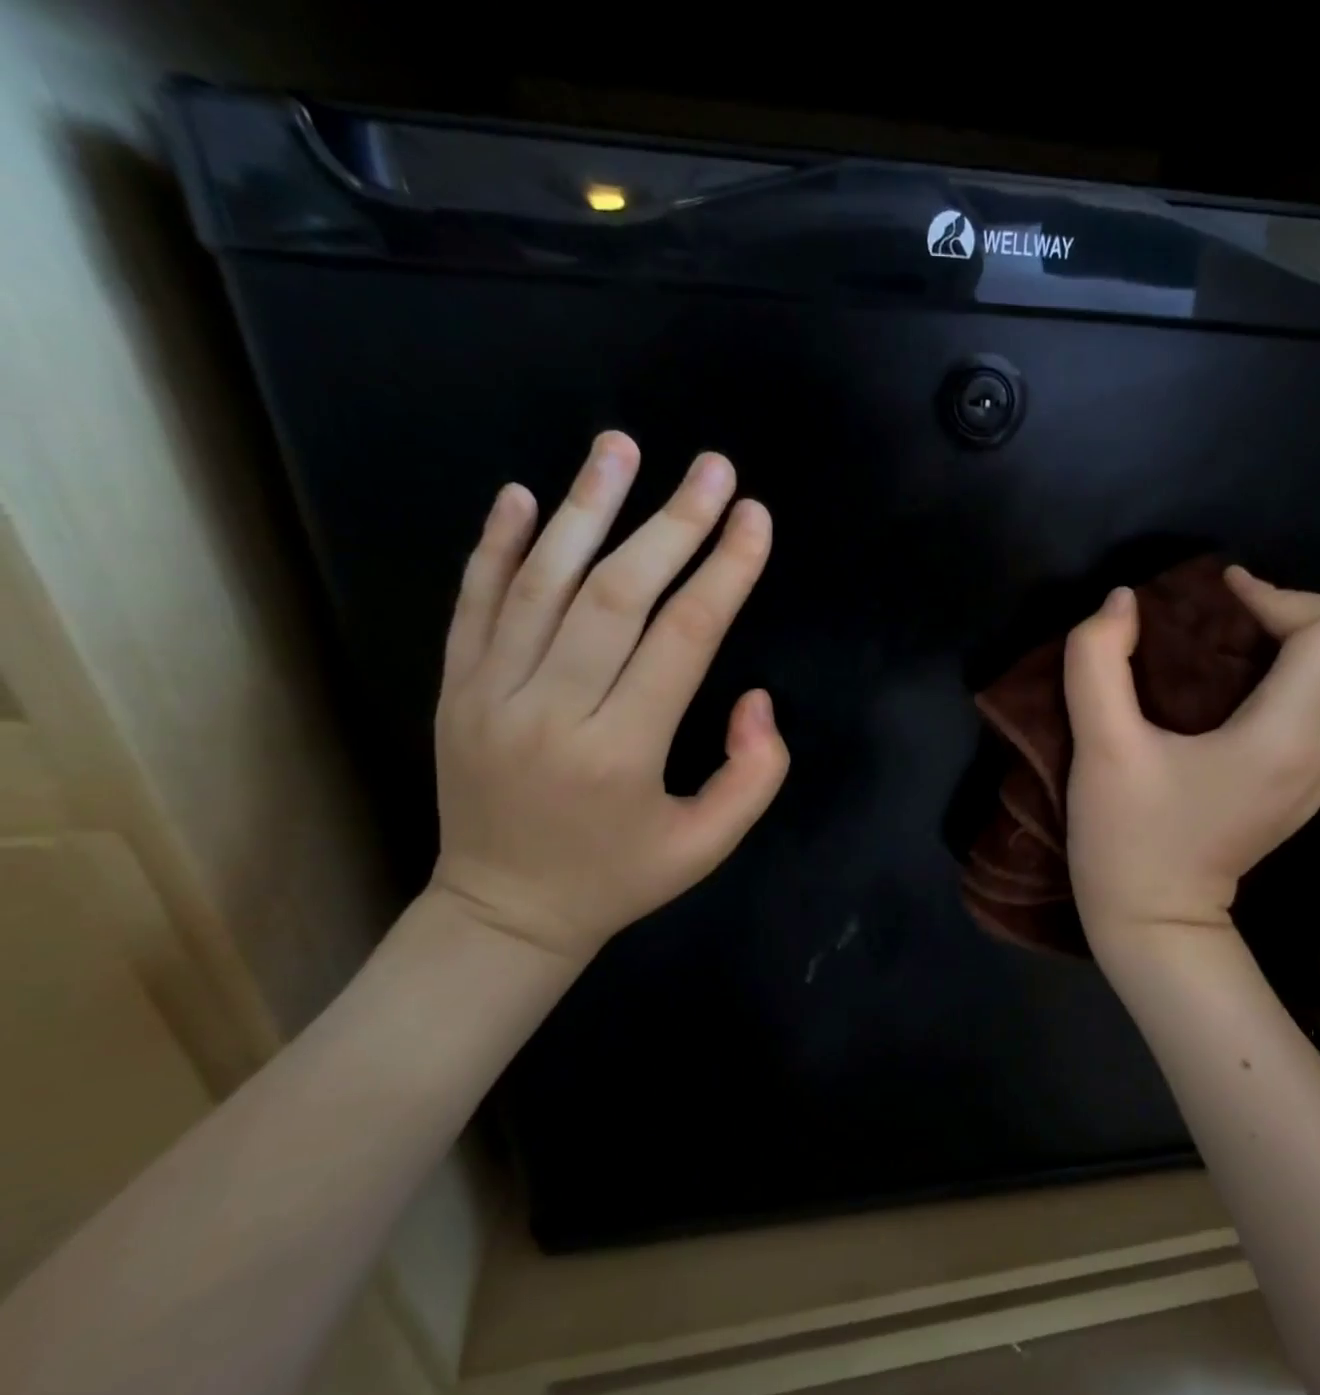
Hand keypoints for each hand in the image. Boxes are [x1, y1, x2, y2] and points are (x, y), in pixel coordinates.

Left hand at [428, 431, 788, 961]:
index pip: (683, 638)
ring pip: (539, 583)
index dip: (726, 571)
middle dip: (672, 523)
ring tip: (619, 446)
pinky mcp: (454, 691)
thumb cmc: (619, 877)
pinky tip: (520, 495)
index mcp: (622, 751)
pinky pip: (473, 605)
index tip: (755, 518)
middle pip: (615, 595)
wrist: (501, 913)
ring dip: (583, 508)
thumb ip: (755, 773)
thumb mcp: (709, 845)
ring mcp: (490, 695)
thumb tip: (756, 696)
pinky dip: (495, 546)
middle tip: (712, 468)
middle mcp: (551, 711)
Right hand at [1062, 566, 1319, 951]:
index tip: (1216, 600)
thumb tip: (1122, 601)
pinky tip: (1244, 692)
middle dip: (1312, 616)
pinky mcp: (1311, 788)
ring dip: (1314, 646)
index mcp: (1284, 736)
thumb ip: (1097, 662)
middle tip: (1243, 623)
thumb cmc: (1127, 838)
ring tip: (1243, 649)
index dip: (1278, 594)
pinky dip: (1307, 680)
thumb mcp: (1099, 748)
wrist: (1156, 924)